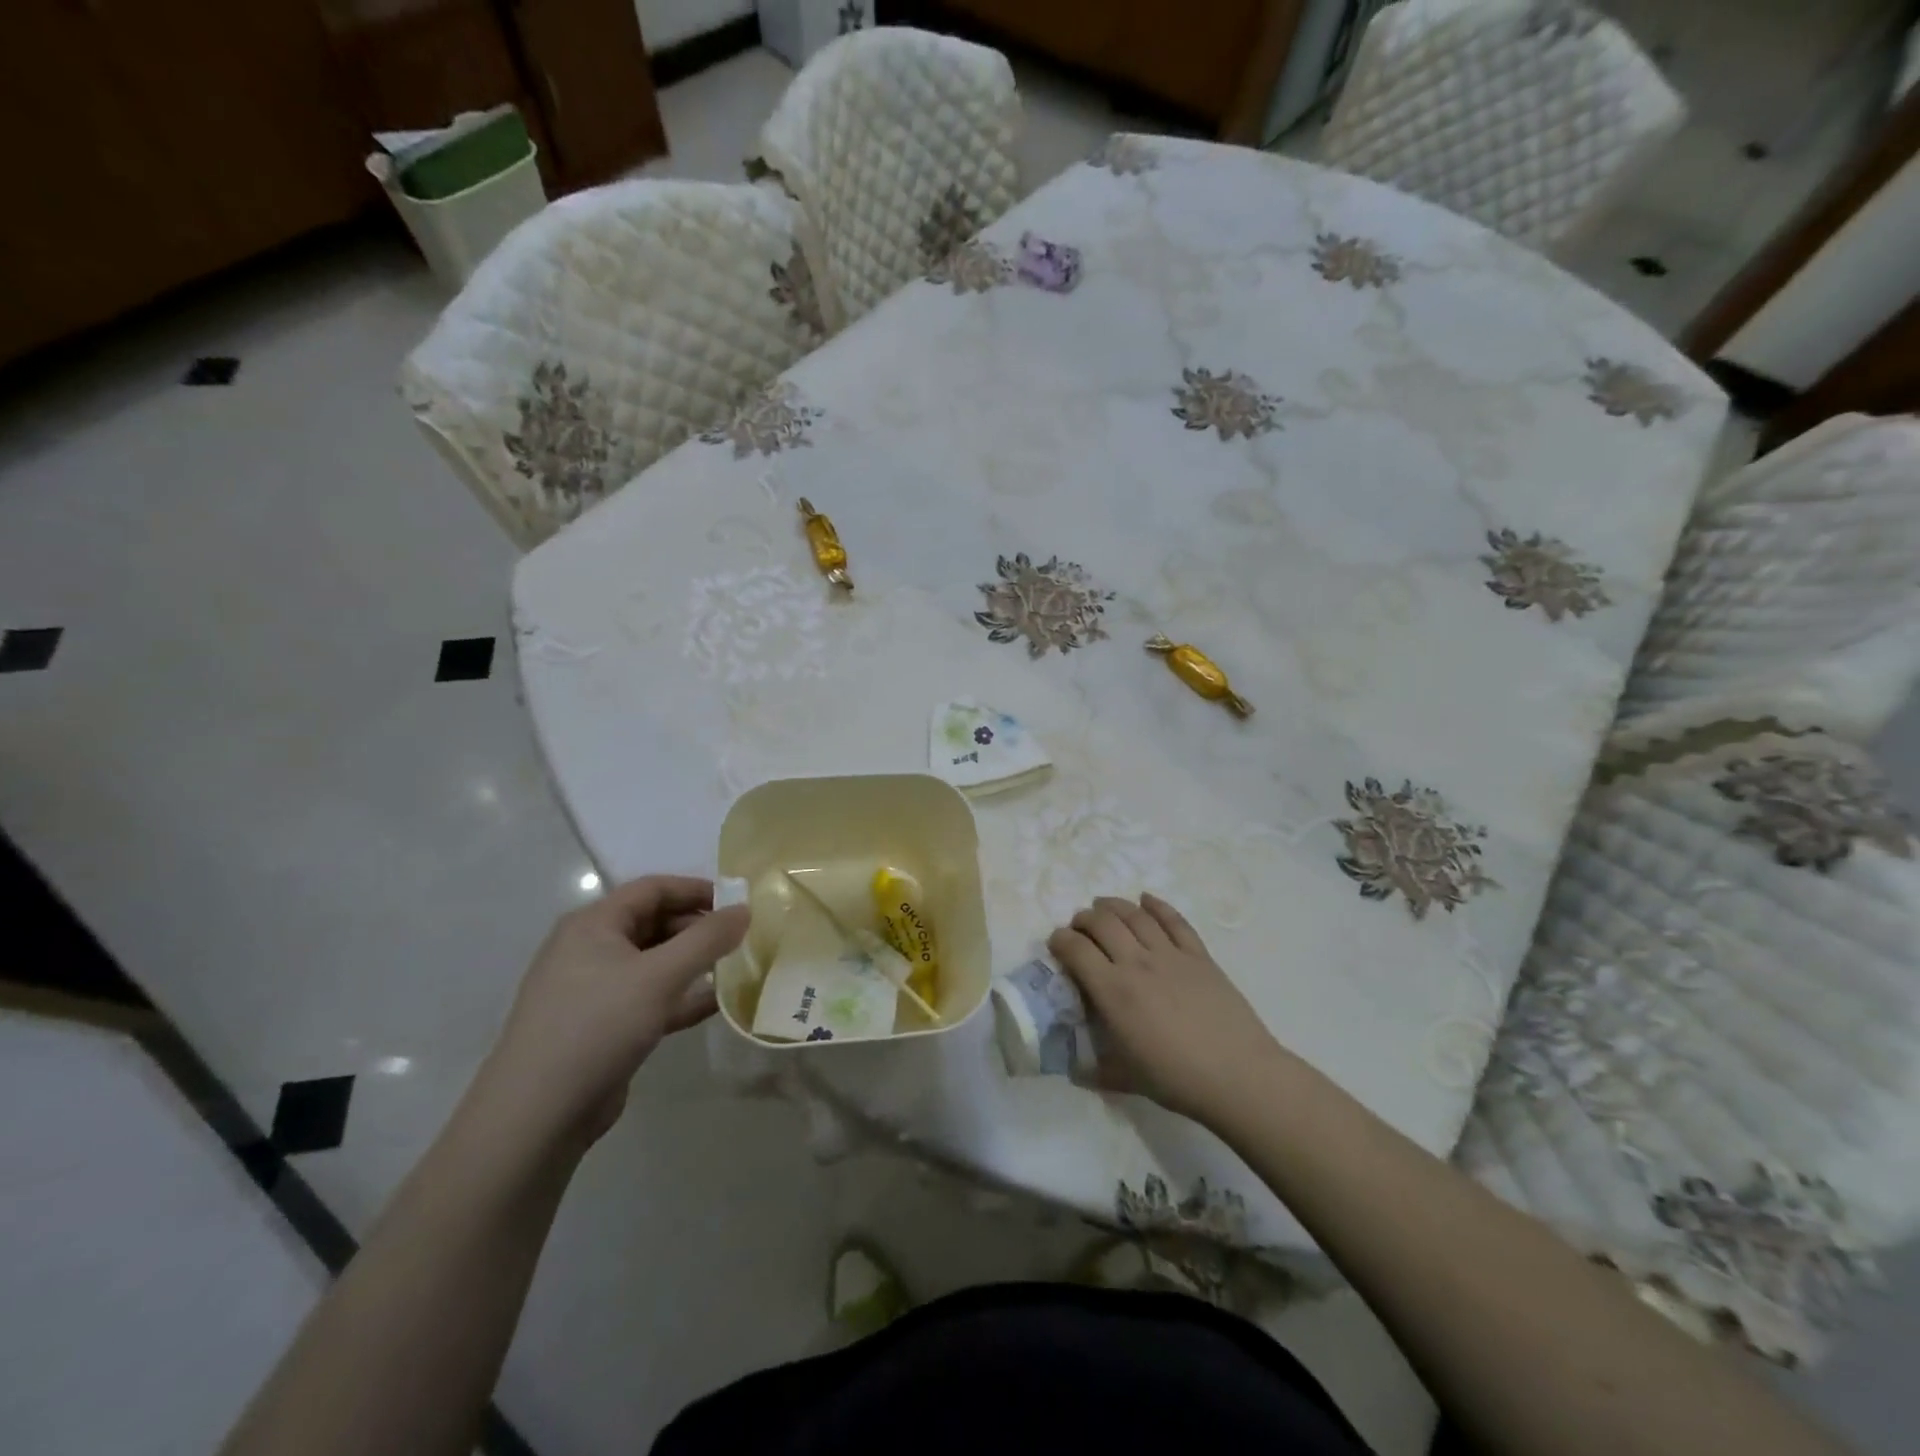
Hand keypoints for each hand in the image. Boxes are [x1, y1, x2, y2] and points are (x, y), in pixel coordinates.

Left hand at [480, 876, 748, 1147]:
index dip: (696, 890)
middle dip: (698, 928)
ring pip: (653, 963)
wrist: (537, 1116)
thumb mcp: (659, 976)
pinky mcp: (602, 1027)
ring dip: (693, 963)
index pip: (652, 889)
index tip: (738, 904)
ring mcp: (594, 990)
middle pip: (653, 923)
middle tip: (741, 939)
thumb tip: (745, 909)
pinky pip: (649, 998)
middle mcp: (590, 949)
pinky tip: (716, 1004)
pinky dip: (680, 997)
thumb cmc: (597, 1026)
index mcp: (593, 924)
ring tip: (736, 968)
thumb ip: (707, 940)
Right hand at [1048, 894, 1283, 1124]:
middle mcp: (1137, 963)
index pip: (1076, 950)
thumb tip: (1074, 1071)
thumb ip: (1095, 1070)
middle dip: (1083, 919)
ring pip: (1135, 915)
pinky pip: (1174, 921)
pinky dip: (1157, 905)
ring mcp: (1170, 955)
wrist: (1238, 1075)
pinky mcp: (1199, 955)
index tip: (1056, 943)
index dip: (1060, 940)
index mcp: (1113, 992)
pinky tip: (1146, 899)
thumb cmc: (1177, 1080)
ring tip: (1103, 906)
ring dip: (1113, 906)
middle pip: (1102, 923)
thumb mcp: (1126, 1079)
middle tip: (1079, 927)